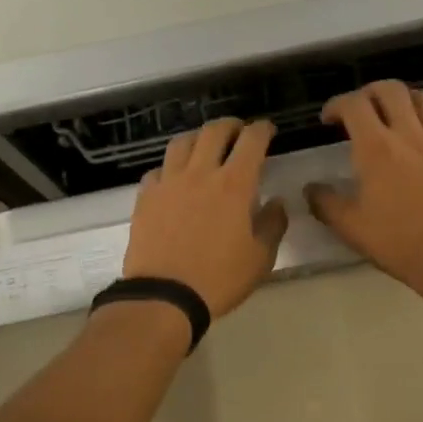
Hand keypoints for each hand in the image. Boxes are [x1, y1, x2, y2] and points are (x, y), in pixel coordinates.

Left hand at [121, 119, 288, 318]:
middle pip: (215, 131)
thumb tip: (276, 203)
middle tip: (239, 133)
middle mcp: (201, 173)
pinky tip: (175, 179)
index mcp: (234, 185)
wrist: (164, 296)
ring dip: (198, 138)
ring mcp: (169, 182)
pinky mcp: (146, 197)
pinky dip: (170, 167)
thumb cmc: (219, 279)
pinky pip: (158, 169)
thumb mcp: (260, 258)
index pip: (252, 140)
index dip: (262, 129)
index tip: (268, 130)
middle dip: (231, 125)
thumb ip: (272, 225)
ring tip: (205, 147)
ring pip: (182, 142)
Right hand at [305, 81, 422, 301]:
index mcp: (376, 148)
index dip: (336, 105)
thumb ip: (326, 204)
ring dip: (404, 99)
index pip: (353, 105)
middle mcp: (408, 134)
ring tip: (396, 114)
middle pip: (389, 90)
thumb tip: (310, 189)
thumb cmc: (398, 242)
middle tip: (360, 110)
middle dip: (369, 92)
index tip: (328, 120)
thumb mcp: (351, 227)